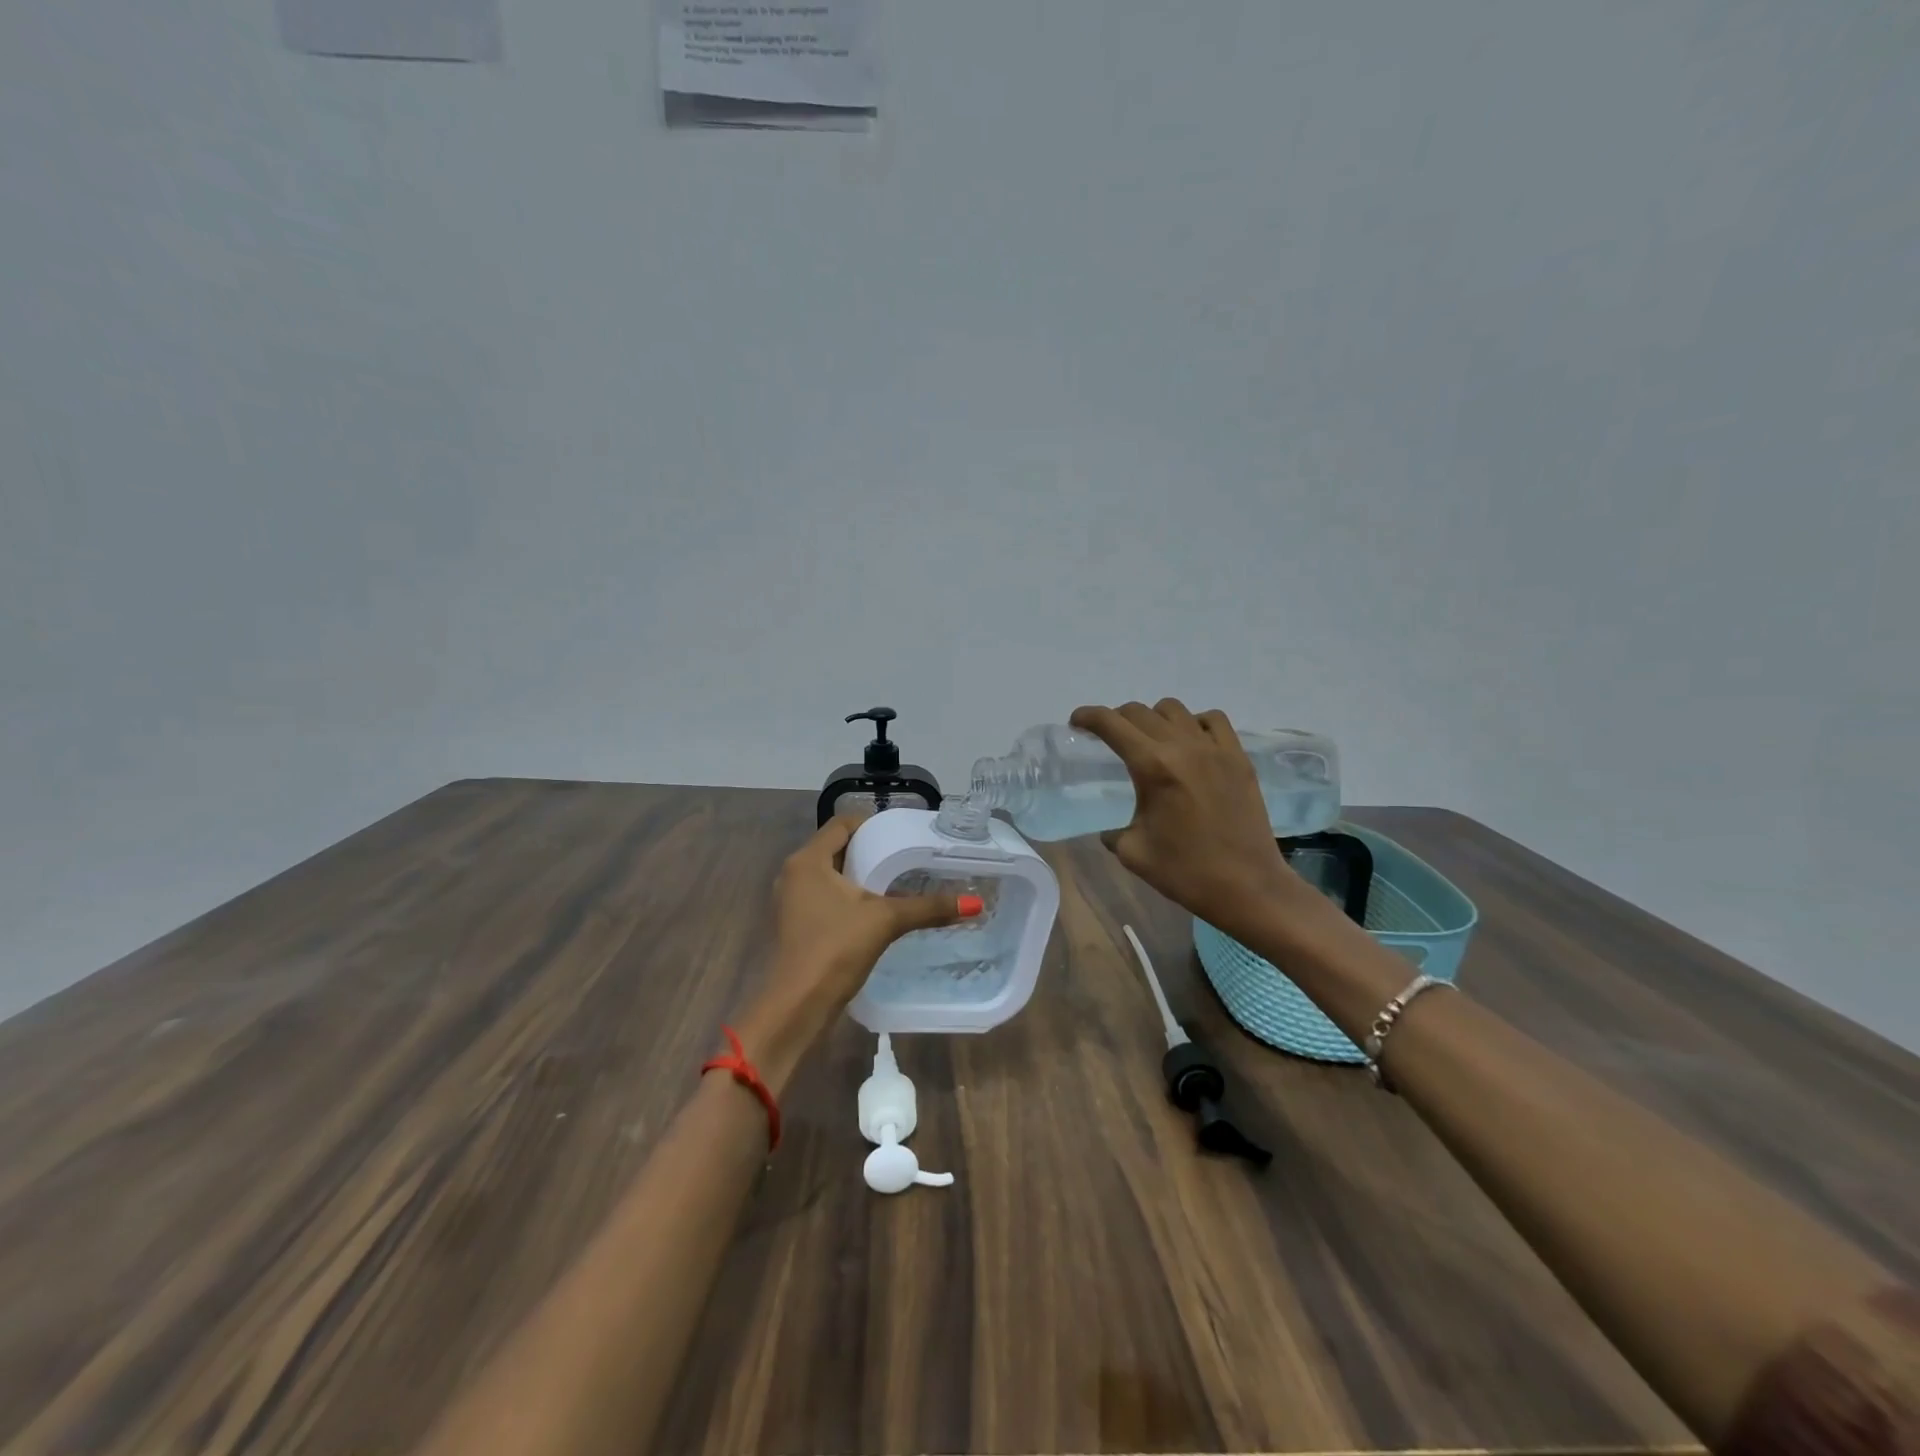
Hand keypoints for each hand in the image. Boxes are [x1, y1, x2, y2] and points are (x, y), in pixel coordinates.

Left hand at [735, 816, 971, 1090]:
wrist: (796, 1007)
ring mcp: (790, 901)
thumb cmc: (835, 949)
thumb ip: (928, 908)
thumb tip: (974, 904)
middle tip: (904, 857)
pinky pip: (823, 896)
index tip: (901, 835)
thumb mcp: (886, 921)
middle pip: (835, 848)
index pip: (842, 824)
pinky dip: (846, 897)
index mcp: (807, 860)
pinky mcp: (793, 924)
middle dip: (869, 851)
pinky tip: (873, 911)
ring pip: (828, 874)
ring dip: (857, 876)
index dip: (872, 824)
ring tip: (894, 882)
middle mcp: (793, 873)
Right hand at [1070, 699, 1314, 943]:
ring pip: (1175, 710)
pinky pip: (1213, 720)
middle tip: (1108, 737)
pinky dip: (1194, 723)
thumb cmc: (1185, 872)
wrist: (1248, 886)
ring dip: (1153, 718)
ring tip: (1149, 740)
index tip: (1076, 721)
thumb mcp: (1133, 852)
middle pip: (1140, 712)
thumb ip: (1112, 831)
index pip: (1112, 724)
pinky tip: (1190, 744)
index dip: (1088, 717)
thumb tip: (1109, 829)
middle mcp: (1183, 747)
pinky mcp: (1238, 758)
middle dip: (1116, 719)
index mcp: (1153, 767)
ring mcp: (1215, 749)